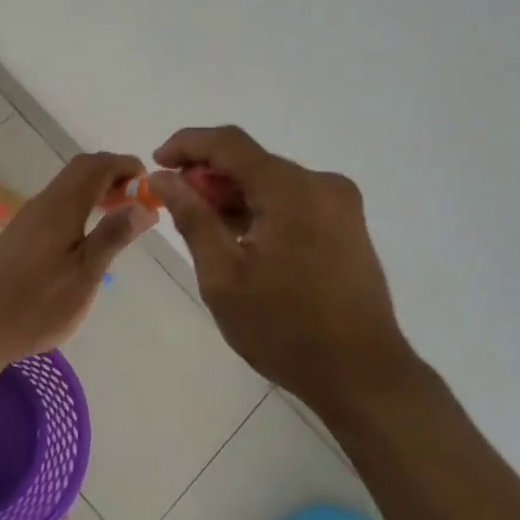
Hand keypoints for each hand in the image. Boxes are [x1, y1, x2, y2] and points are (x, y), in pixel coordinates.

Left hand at [0, 151, 154, 365]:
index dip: (125, 165)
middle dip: (112, 174)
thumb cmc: (38, 304)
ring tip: (119, 216)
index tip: (149, 184)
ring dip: (96, 190)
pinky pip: (56, 204)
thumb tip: (143, 204)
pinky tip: (87, 235)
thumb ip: (113, 235)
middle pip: (80, 170)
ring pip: (67, 186)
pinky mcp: (19, 234)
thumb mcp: (85, 274)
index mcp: (61, 206)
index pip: (97, 165)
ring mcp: (28, 217)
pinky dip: (80, 205)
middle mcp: (43, 202)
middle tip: (137, 199)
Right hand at [150, 126, 417, 413]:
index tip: (156, 163)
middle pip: (252, 162)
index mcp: (291, 189)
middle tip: (176, 207)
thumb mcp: (223, 276)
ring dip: (234, 196)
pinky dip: (261, 210)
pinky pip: (293, 201)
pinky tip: (241, 240)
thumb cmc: (285, 328)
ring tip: (204, 230)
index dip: (187, 144)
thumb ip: (192, 217)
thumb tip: (163, 178)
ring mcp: (340, 204)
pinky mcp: (347, 225)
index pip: (229, 143)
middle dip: (209, 177)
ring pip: (272, 182)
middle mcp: (321, 184)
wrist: (363, 376)